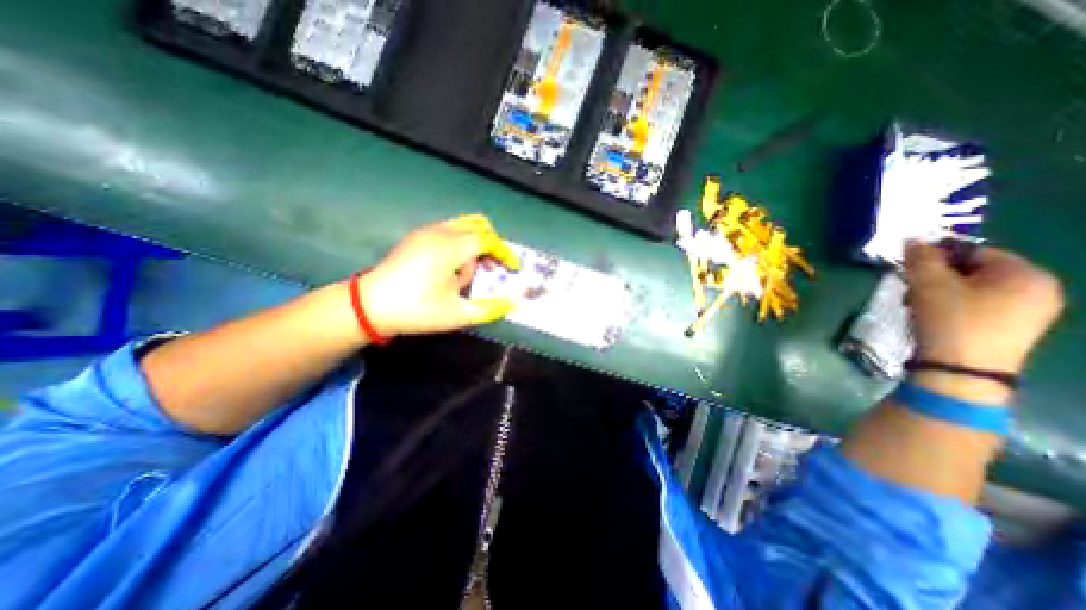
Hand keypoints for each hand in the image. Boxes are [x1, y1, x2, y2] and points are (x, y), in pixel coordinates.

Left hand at [357, 215, 521, 336]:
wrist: (369, 306)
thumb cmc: (416, 309)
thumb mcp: (456, 314)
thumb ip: (488, 309)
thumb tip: (511, 305)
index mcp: (451, 248)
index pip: (488, 240)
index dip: (505, 253)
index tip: (514, 268)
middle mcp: (440, 232)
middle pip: (478, 225)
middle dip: (492, 245)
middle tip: (494, 267)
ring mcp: (426, 232)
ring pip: (463, 225)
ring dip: (475, 244)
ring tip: (469, 272)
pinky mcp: (417, 237)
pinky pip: (448, 230)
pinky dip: (460, 243)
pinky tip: (452, 267)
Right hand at [905, 239, 1065, 375]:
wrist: (962, 370)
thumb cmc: (949, 321)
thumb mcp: (928, 285)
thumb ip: (921, 258)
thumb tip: (913, 239)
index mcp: (1026, 274)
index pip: (975, 251)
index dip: (938, 257)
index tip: (911, 271)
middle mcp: (1041, 289)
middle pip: (977, 270)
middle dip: (938, 277)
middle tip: (912, 290)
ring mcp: (1034, 312)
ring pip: (977, 289)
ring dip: (942, 292)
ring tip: (918, 305)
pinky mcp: (1018, 329)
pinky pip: (984, 305)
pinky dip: (956, 306)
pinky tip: (936, 318)